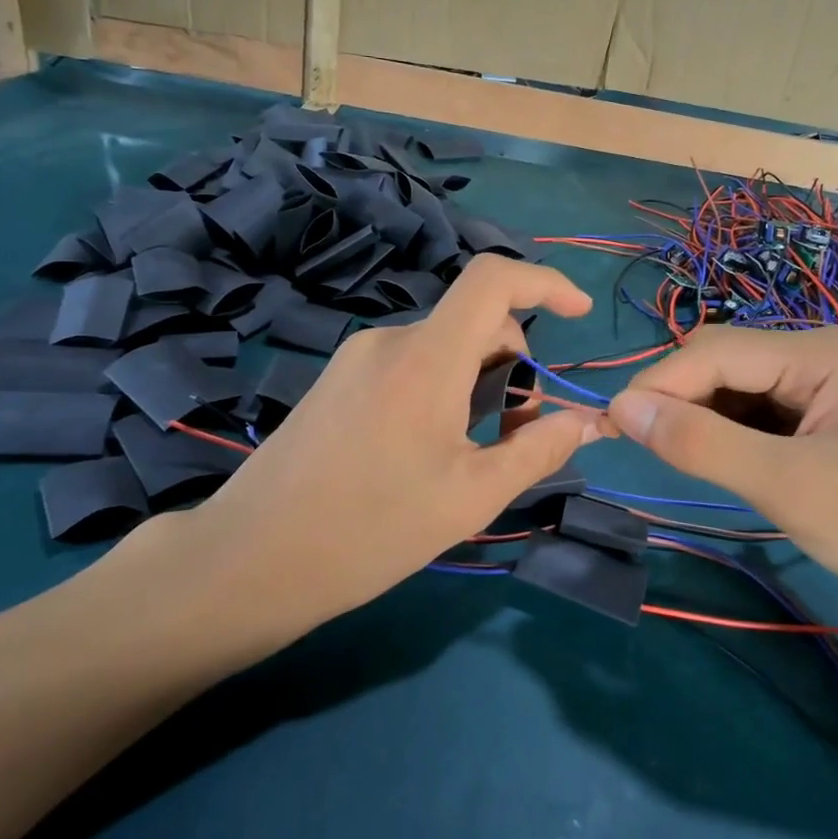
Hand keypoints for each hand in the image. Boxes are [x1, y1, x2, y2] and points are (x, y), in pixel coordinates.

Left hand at [101, 255, 604, 656]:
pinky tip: (428, 450)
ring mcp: (357, 358)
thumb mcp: (471, 496)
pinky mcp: (337, 381)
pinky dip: (443, 389)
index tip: (579, 314)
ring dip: (478, 383)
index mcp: (427, 356)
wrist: (250, 560)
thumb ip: (538, 450)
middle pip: (475, 322)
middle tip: (517, 435)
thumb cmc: (370, 530)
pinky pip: (410, 364)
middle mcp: (390, 339)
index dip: (545, 283)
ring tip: (472, 452)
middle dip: (514, 366)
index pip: (493, 278)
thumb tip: (587, 421)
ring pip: (444, 347)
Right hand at [606, 325, 837, 617]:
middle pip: (726, 359)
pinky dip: (733, 428)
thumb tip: (622, 406)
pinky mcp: (832, 407)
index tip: (611, 425)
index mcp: (823, 350)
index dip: (658, 384)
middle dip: (680, 397)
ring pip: (740, 382)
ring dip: (705, 414)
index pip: (715, 351)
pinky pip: (763, 404)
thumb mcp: (786, 487)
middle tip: (643, 445)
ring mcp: (831, 377)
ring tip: (682, 456)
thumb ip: (701, 443)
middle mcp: (825, 348)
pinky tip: (726, 457)